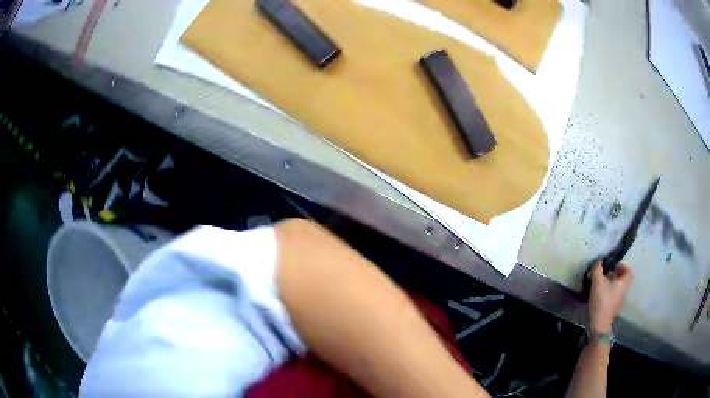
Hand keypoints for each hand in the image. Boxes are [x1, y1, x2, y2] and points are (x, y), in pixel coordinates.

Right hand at [587, 262, 632, 332]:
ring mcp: (618, 302)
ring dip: (609, 284)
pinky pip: (611, 296)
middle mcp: (623, 291)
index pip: (628, 271)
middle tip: (604, 273)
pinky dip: (606, 293)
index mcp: (624, 283)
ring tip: (599, 283)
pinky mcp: (611, 309)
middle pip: (621, 280)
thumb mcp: (597, 282)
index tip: (612, 265)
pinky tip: (597, 294)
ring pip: (616, 288)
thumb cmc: (602, 300)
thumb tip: (598, 262)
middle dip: (613, 275)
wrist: (598, 324)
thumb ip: (597, 269)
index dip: (622, 266)